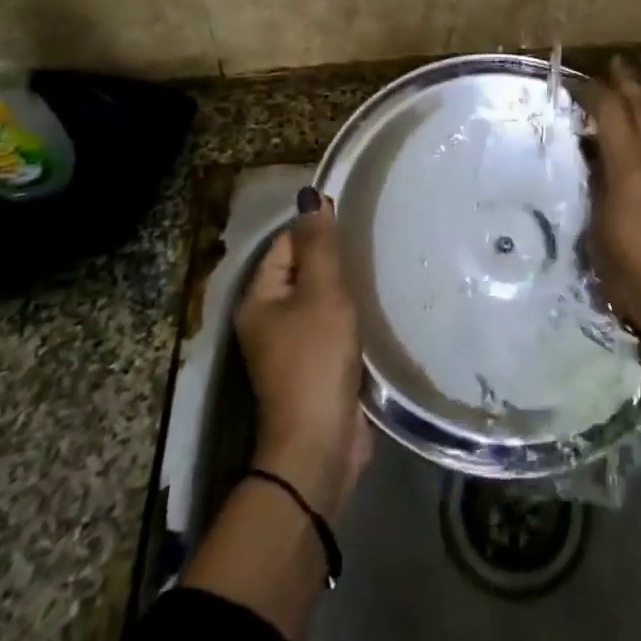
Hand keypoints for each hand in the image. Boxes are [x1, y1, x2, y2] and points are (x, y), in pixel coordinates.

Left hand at [235, 189, 372, 519]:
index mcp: (259, 299)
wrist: (320, 444)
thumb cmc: (316, 359)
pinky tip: (379, 306)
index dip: (317, 229)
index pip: (286, 245)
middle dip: (335, 258)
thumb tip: (310, 196)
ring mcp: (292, 347)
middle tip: (374, 240)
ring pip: (321, 301)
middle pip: (304, 272)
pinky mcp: (316, 367)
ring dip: (346, 288)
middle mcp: (269, 320)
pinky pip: (333, 327)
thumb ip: (320, 245)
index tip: (356, 216)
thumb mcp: (321, 293)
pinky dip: (352, 316)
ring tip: (381, 266)